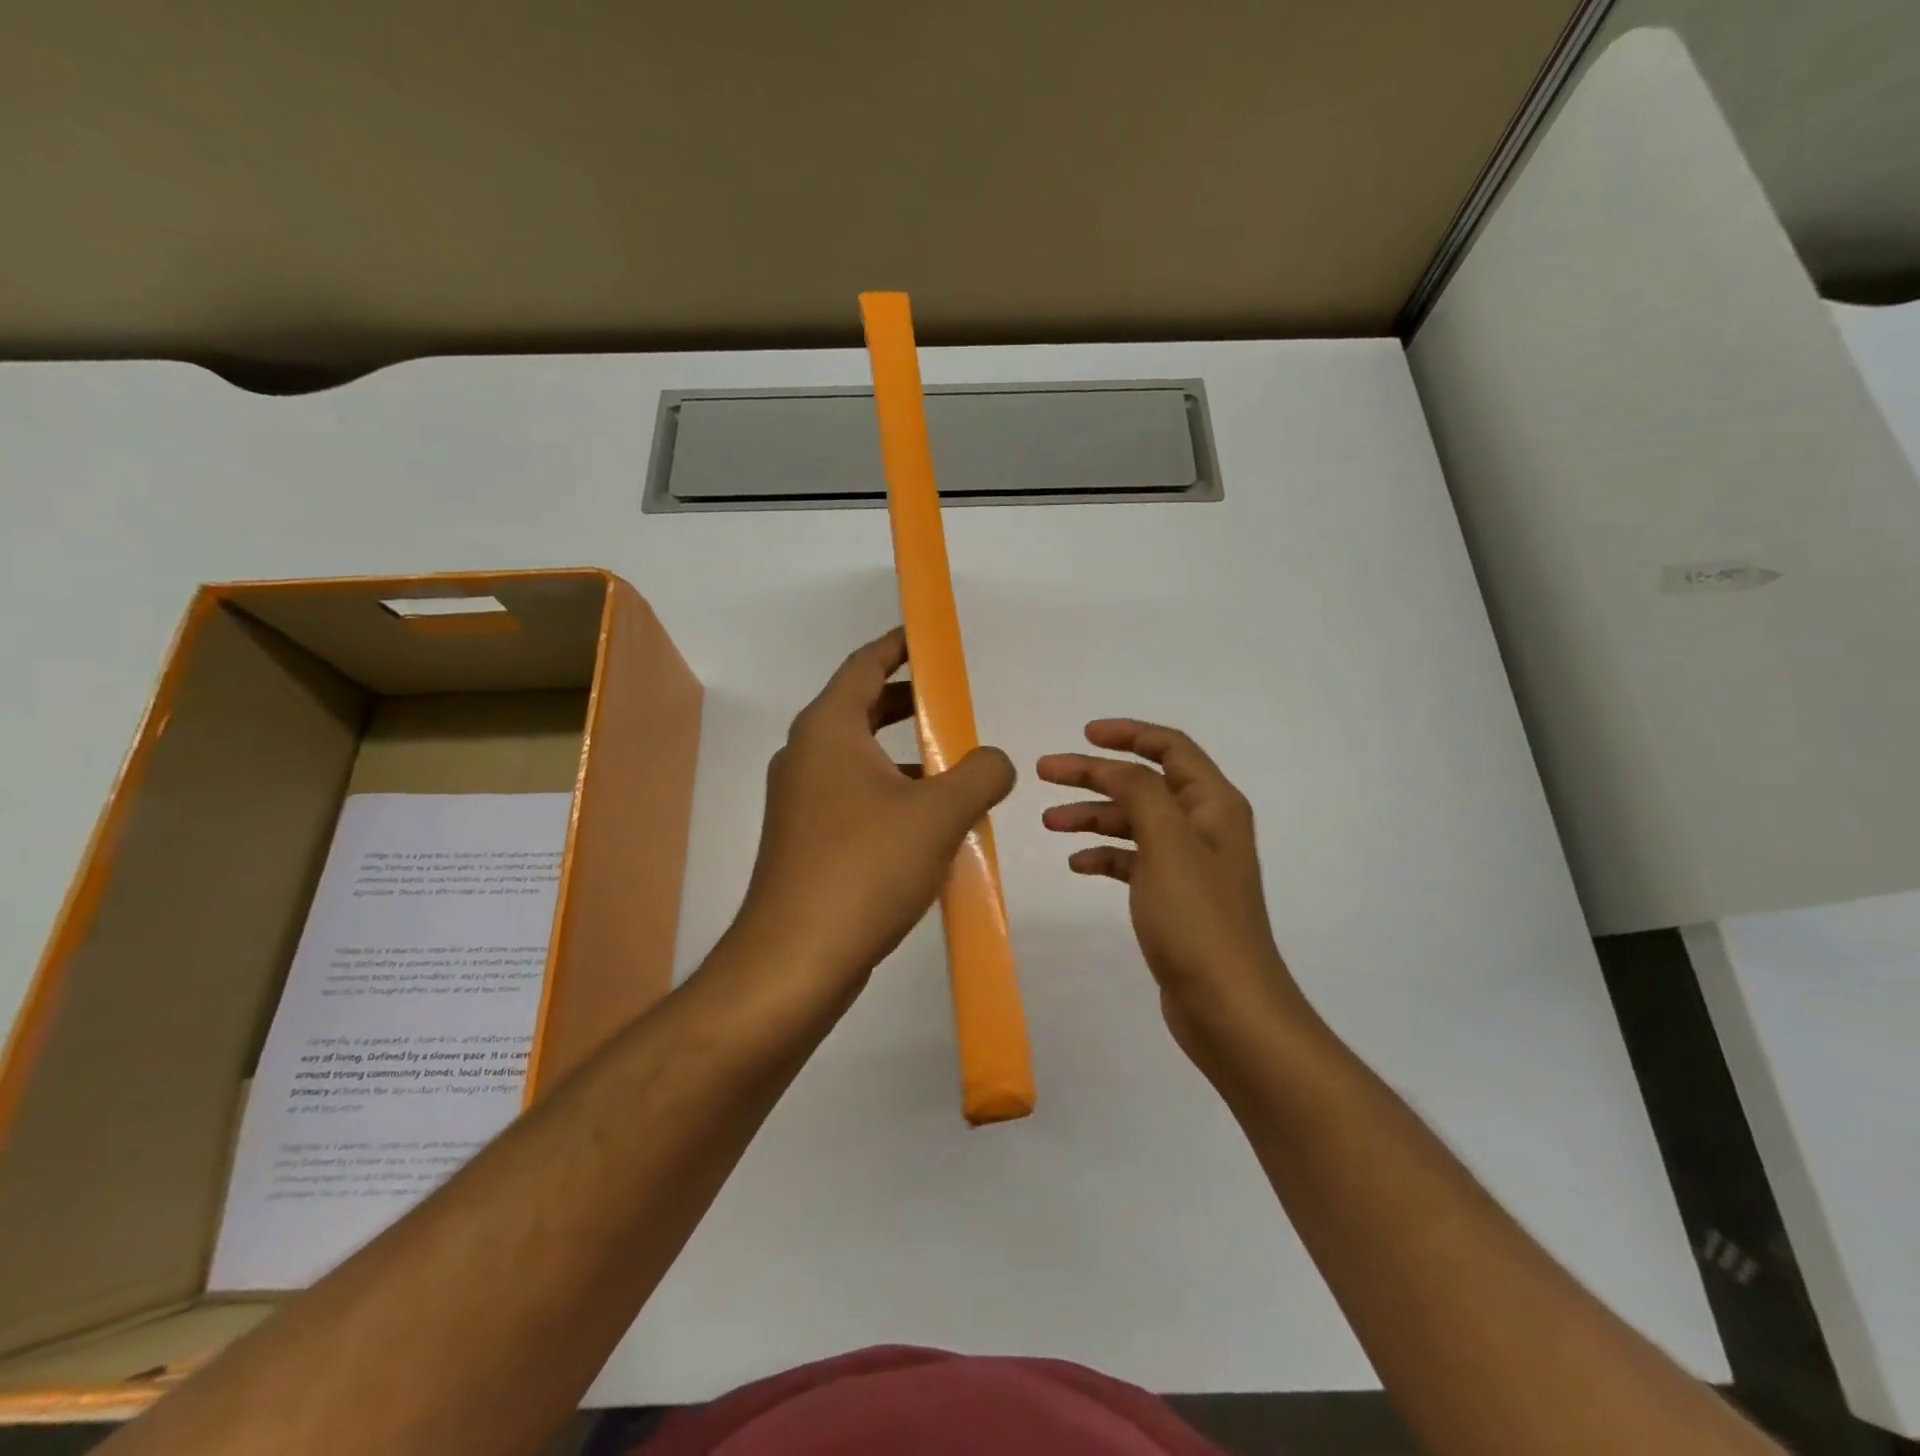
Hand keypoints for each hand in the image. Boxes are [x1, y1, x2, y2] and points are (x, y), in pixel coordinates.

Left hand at [730, 628, 1016, 1005]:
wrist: (796, 960)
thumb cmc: (865, 868)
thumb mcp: (939, 813)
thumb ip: (981, 773)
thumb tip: (996, 761)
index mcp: (828, 730)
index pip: (865, 665)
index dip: (900, 646)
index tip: (931, 639)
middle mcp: (806, 756)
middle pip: (861, 708)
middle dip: (909, 701)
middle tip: (954, 703)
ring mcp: (801, 801)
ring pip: (860, 757)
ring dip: (905, 754)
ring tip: (955, 767)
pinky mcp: (806, 840)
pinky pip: (855, 797)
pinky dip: (891, 793)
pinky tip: (930, 824)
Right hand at [1038, 720, 1306, 1071]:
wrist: (1228, 1007)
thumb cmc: (1198, 919)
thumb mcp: (1167, 843)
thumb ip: (1140, 792)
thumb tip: (1113, 767)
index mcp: (1213, 805)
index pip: (1171, 748)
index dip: (1128, 734)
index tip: (1083, 735)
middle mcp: (1204, 827)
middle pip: (1144, 783)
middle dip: (1095, 774)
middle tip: (1045, 773)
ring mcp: (1189, 864)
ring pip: (1134, 822)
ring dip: (1093, 816)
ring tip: (1049, 822)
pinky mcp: (1173, 898)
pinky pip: (1133, 861)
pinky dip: (1105, 855)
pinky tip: (1077, 863)